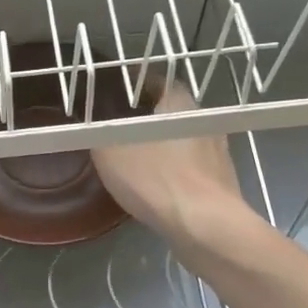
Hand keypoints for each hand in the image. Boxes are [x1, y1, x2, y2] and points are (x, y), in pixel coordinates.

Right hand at [91, 88, 255, 258]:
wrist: (206, 226)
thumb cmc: (156, 179)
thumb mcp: (109, 153)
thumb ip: (96, 133)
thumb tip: (87, 123)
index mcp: (179, 102)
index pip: (154, 81)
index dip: (131, 87)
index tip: (112, 96)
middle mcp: (203, 119)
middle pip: (169, 111)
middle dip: (144, 118)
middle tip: (118, 129)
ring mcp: (218, 151)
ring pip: (181, 140)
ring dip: (161, 147)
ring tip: (136, 160)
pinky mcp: (221, 180)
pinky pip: (190, 167)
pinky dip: (174, 171)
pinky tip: (158, 187)